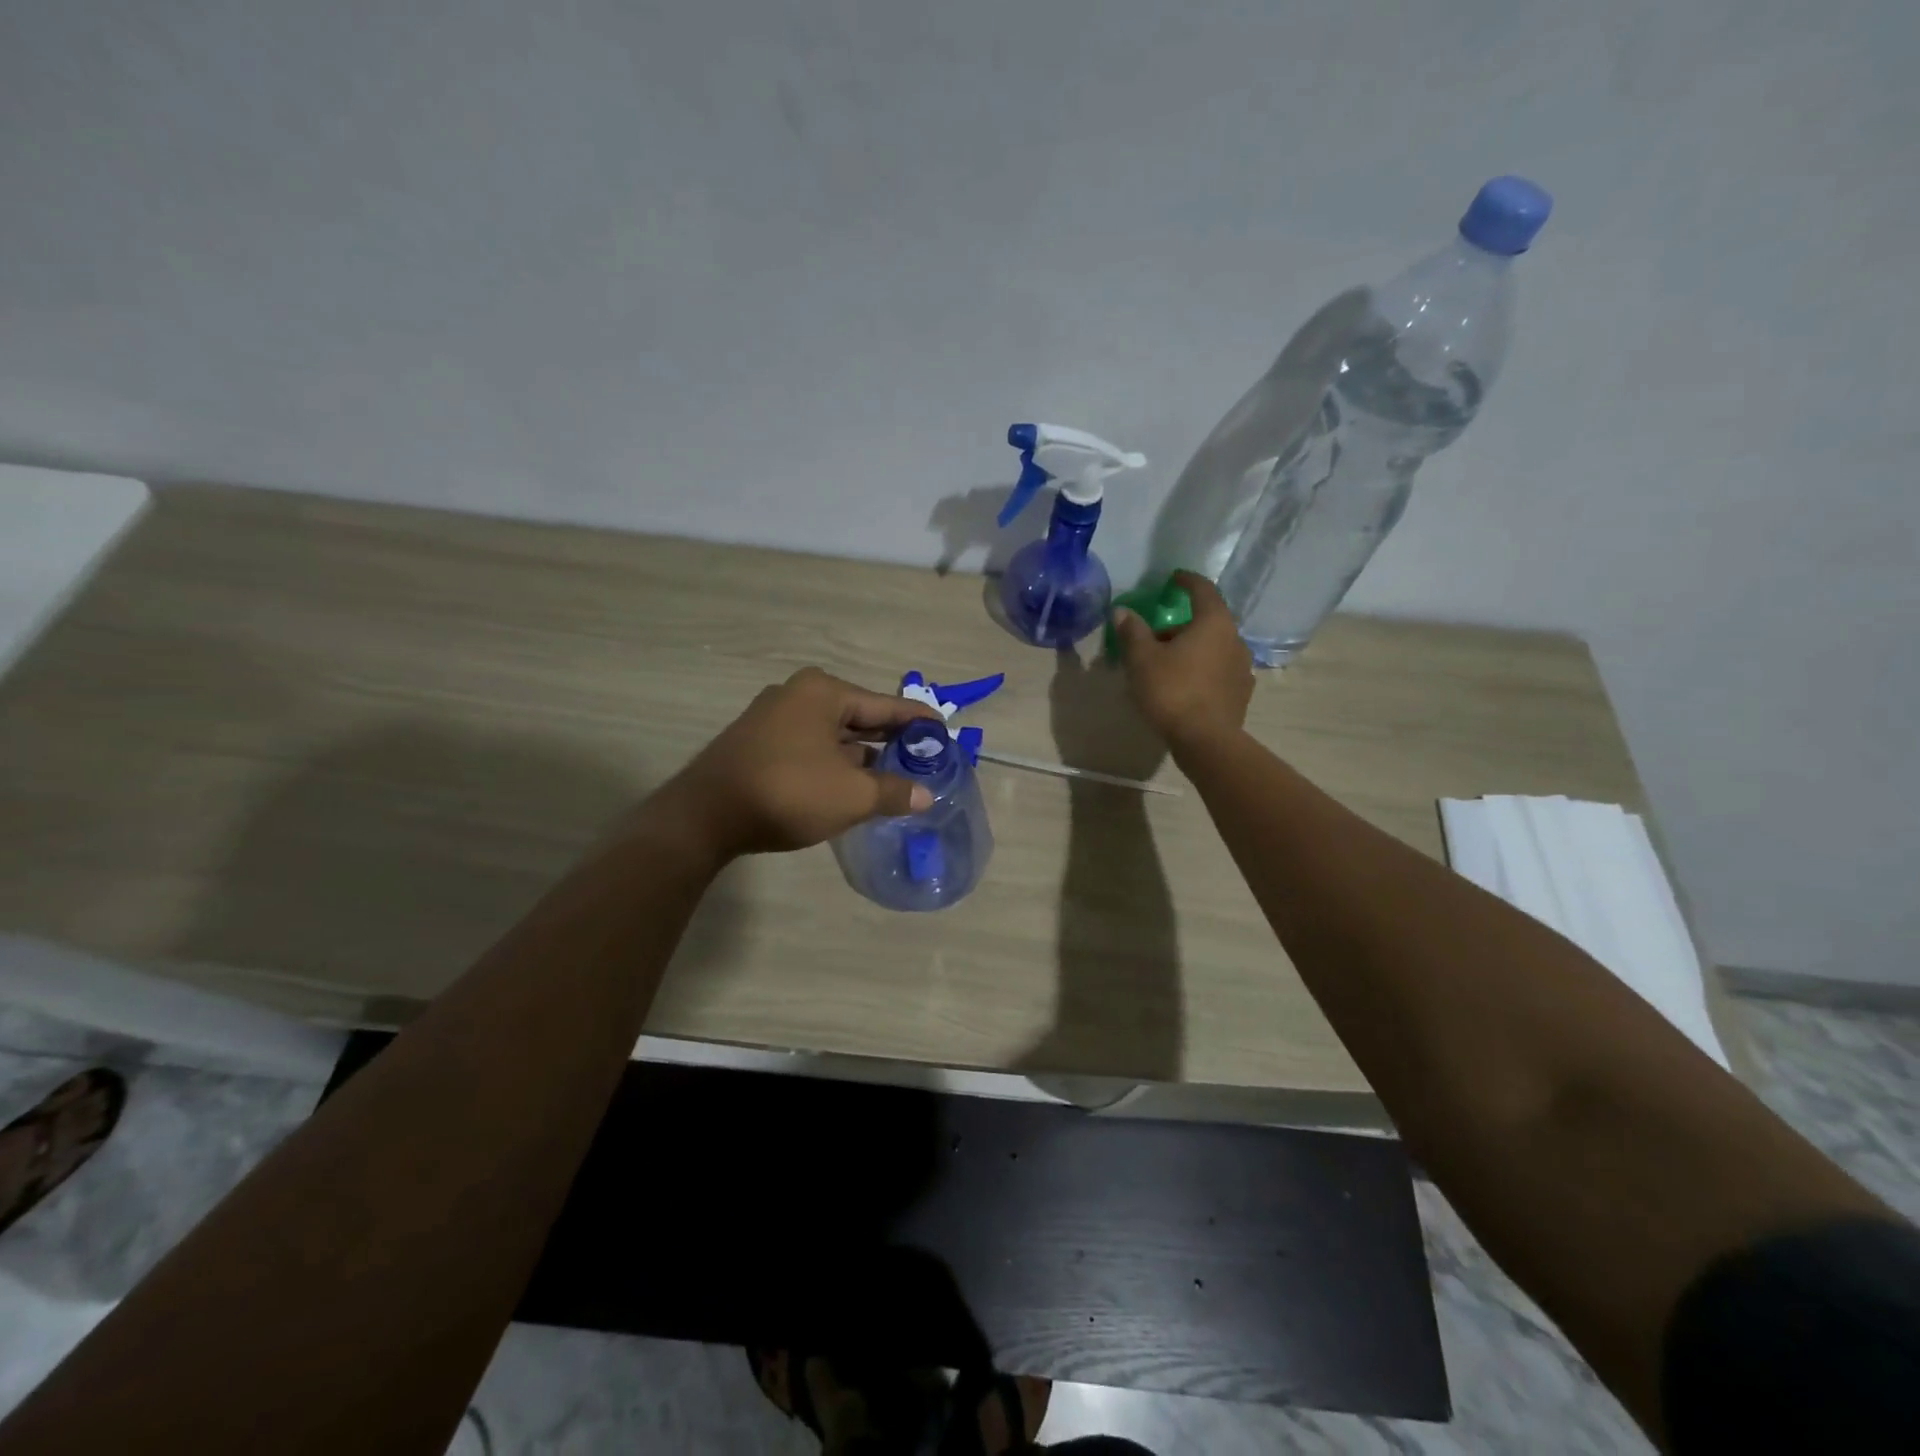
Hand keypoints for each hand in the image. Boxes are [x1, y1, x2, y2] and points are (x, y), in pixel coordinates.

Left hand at [653, 668, 941, 860]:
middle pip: (859, 718)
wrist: (705, 816)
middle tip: (924, 762)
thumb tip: (925, 796)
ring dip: (863, 758)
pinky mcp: (759, 744)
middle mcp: (798, 696)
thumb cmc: (788, 792)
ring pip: (834, 736)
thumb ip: (893, 791)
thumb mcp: (852, 795)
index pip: (886, 706)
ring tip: (895, 780)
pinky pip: (812, 748)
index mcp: (824, 693)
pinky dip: (836, 765)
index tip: (944, 733)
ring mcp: (774, 719)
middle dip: (891, 742)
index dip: (918, 722)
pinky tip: (853, 787)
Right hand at [1109, 571, 1253, 749]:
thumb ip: (1133, 631)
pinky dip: (1202, 670)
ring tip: (1167, 665)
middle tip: (1155, 637)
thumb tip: (1122, 611)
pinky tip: (1185, 686)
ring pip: (1214, 648)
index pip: (1203, 590)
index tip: (1174, 578)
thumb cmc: (1172, 691)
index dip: (1187, 581)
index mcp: (1214, 623)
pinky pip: (1219, 671)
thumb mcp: (1142, 659)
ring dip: (1193, 649)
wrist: (1205, 740)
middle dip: (1182, 625)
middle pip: (1208, 622)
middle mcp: (1235, 639)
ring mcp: (1243, 668)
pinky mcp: (1241, 693)